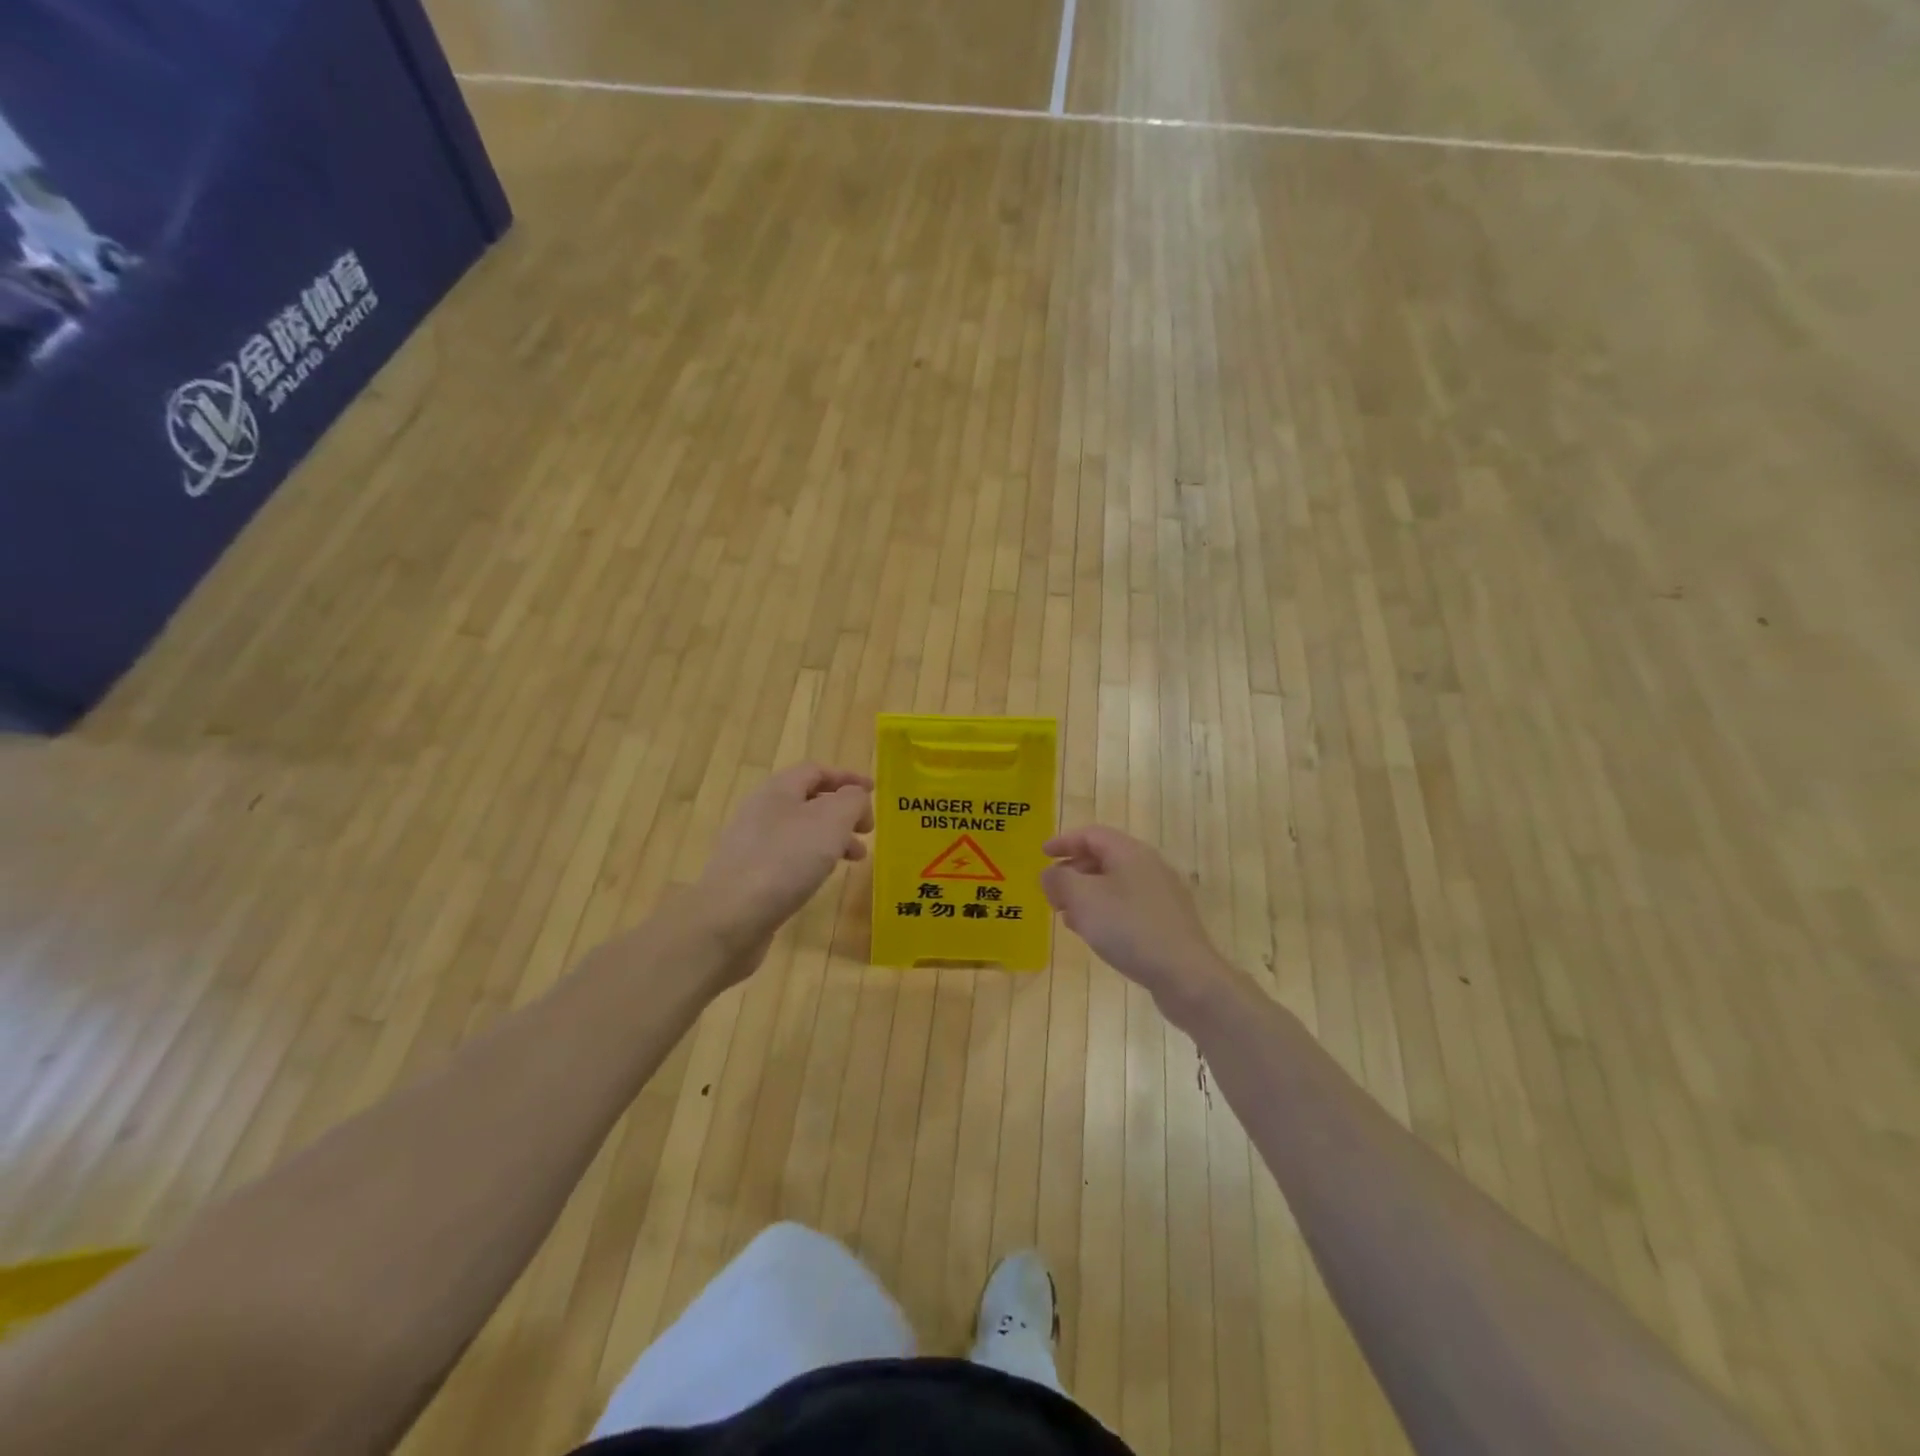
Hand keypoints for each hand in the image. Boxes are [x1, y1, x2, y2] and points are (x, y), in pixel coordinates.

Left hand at [691, 763, 874, 968]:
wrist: (729, 918)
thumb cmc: (785, 860)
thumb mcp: (831, 821)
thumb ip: (851, 801)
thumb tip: (855, 797)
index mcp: (778, 790)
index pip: (816, 771)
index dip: (847, 778)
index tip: (874, 791)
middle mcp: (761, 811)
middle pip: (808, 801)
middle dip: (843, 812)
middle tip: (867, 831)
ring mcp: (750, 845)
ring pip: (800, 832)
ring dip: (832, 839)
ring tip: (856, 860)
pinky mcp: (747, 876)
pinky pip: (787, 857)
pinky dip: (812, 860)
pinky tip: (821, 879)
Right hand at [1042, 826, 1236, 1022]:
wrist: (1186, 976)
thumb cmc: (1129, 929)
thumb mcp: (1083, 899)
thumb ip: (1059, 880)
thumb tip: (1050, 874)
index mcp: (1130, 852)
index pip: (1091, 835)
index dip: (1063, 842)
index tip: (1041, 854)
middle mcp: (1149, 866)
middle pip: (1104, 858)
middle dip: (1073, 871)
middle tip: (1051, 891)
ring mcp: (1162, 894)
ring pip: (1115, 884)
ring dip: (1087, 894)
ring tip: (1067, 915)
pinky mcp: (1168, 921)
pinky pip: (1128, 905)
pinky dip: (1105, 911)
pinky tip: (1094, 933)